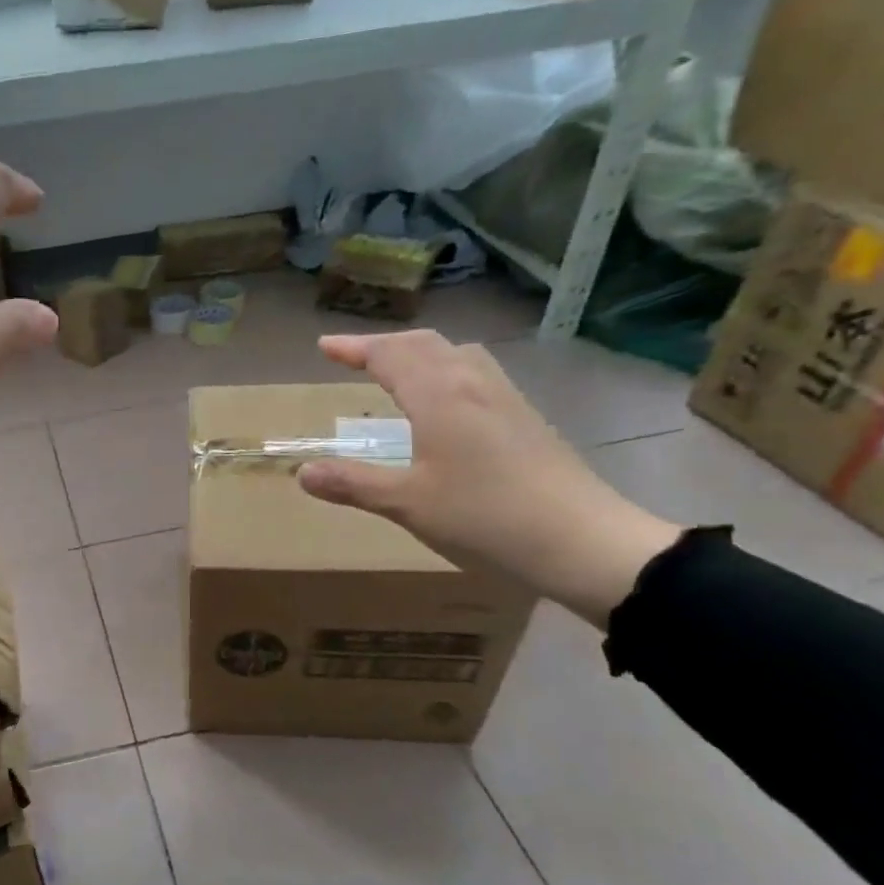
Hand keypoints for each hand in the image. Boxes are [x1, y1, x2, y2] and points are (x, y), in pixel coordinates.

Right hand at [296, 330, 680, 626]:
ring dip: (419, 352)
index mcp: (439, 395)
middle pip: (424, 344)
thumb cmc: (484, 518)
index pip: (389, 355)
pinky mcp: (525, 417)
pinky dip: (446, 369)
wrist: (580, 540)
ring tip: (397, 367)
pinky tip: (447, 399)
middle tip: (353, 355)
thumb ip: (353, 484)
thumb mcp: (406, 504)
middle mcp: (472, 383)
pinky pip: (476, 372)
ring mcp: (505, 397)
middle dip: (384, 344)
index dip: (354, 348)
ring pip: (455, 354)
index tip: (324, 345)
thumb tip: (303, 473)